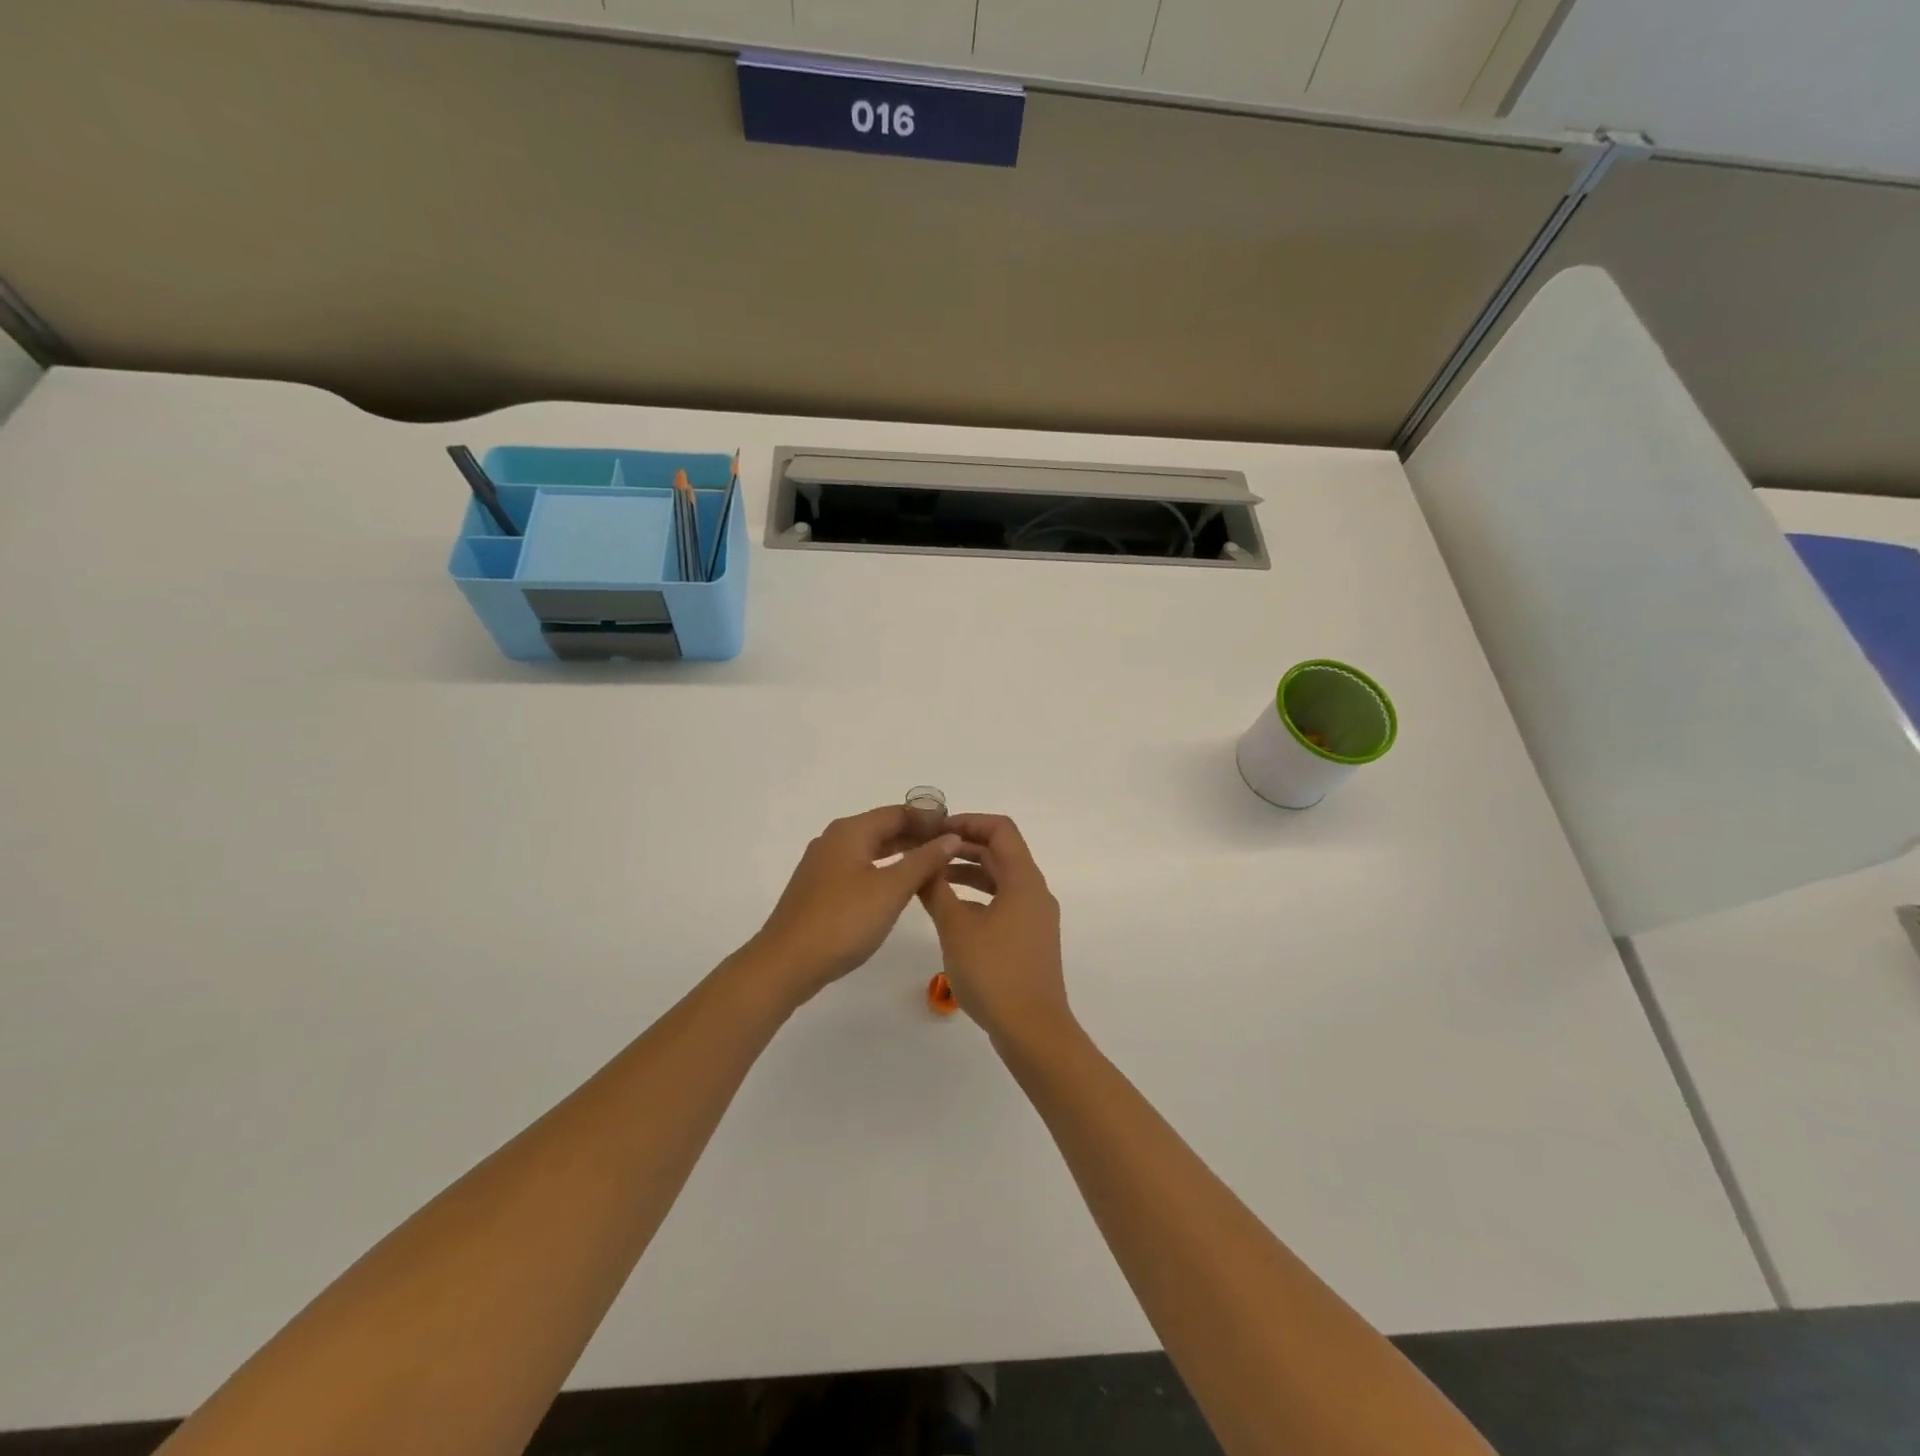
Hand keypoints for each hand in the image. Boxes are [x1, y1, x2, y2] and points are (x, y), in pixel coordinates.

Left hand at [742, 806, 961, 1010]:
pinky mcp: (819, 889)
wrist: (786, 963)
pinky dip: (883, 870)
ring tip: (933, 867)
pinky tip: (898, 888)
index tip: (957, 830)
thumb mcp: (891, 889)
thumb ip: (923, 860)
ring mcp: (823, 865)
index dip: (929, 819)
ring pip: (870, 850)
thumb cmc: (843, 921)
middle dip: (917, 836)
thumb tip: (950, 837)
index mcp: (850, 831)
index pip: (898, 812)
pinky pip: (859, 869)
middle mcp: (834, 840)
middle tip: (951, 850)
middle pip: (883, 828)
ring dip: (901, 854)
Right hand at [917, 814, 1073, 1048]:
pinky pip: (1003, 903)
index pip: (1000, 829)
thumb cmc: (994, 972)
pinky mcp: (1030, 940)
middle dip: (963, 847)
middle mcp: (1034, 892)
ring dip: (968, 872)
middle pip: (1001, 852)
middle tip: (926, 851)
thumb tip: (922, 862)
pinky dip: (977, 897)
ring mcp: (1035, 917)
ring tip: (931, 878)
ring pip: (1001, 879)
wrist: (1032, 1030)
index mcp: (1024, 879)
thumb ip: (936, 890)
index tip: (935, 830)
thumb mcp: (956, 927)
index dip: (968, 821)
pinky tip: (951, 912)